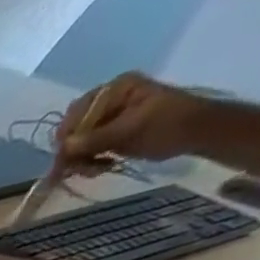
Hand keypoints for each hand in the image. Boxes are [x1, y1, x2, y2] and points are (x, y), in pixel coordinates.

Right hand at [56, 71, 207, 173]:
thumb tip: (63, 148)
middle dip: (73, 152)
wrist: (196, 133)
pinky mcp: (109, 136)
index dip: (67, 136)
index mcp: (115, 89)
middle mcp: (107, 102)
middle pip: (73, 130)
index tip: (66, 158)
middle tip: (81, 170)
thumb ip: (96, 139)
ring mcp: (107, 120)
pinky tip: (101, 168)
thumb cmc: (169, 124)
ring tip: (97, 170)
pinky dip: (88, 163)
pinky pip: (85, 152)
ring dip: (80, 161)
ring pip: (76, 145)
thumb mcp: (132, 129)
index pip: (76, 112)